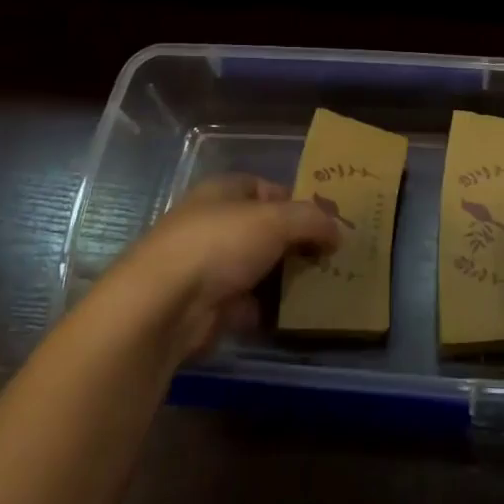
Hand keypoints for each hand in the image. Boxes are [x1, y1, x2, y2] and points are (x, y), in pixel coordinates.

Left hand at [114, 174, 337, 365]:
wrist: (164, 307)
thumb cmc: (219, 245)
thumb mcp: (275, 220)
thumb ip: (311, 220)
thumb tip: (338, 230)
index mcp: (223, 192)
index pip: (267, 188)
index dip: (298, 202)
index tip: (328, 222)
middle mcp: (213, 224)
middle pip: (265, 230)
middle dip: (296, 243)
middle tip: (332, 257)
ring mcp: (209, 267)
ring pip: (258, 268)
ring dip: (286, 279)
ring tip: (324, 285)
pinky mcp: (208, 306)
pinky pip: (249, 304)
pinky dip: (269, 310)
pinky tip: (297, 315)